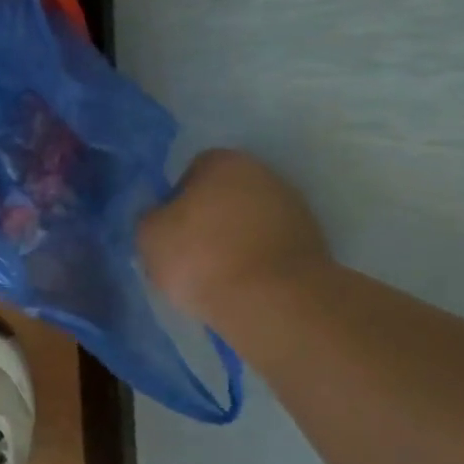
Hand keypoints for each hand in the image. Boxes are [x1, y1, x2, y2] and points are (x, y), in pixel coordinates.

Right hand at [139, 149, 331, 325]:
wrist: (272, 302)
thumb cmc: (201, 257)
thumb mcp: (149, 235)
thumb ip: (150, 217)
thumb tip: (160, 216)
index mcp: (225, 162)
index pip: (193, 169)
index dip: (176, 198)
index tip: (169, 229)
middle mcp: (265, 174)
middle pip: (225, 193)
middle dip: (209, 217)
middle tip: (189, 250)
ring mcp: (295, 209)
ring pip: (250, 221)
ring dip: (234, 239)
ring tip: (216, 274)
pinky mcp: (313, 244)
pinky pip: (270, 246)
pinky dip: (256, 259)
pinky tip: (242, 284)